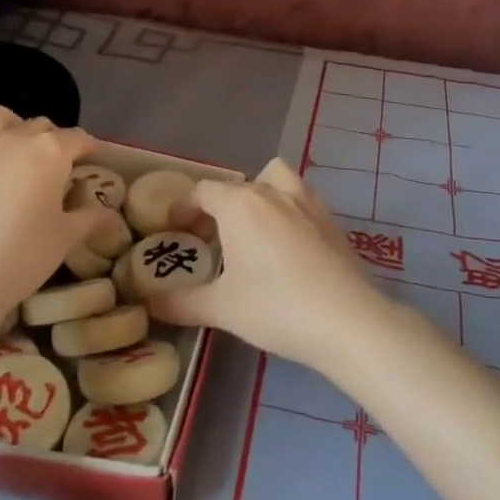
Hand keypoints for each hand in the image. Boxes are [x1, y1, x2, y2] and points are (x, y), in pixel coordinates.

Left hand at [0, 107, 113, 317]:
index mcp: (51, 151)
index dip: (91, 148)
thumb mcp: (64, 239)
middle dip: (53, 140)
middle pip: (41, 125)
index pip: (78, 138)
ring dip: (13, 126)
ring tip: (16, 150)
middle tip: (58, 167)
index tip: (96, 161)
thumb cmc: (19, 255)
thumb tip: (111, 216)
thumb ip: (89, 220)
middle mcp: (15, 137)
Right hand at [147, 159, 384, 373]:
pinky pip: (302, 199)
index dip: (184, 207)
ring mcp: (308, 203)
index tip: (175, 229)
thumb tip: (151, 304)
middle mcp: (274, 192)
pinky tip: (287, 245)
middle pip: (238, 185)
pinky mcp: (332, 221)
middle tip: (209, 240)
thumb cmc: (276, 307)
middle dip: (218, 207)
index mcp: (241, 205)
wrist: (348, 321)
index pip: (203, 191)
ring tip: (252, 229)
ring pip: (276, 179)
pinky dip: (288, 210)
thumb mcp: (221, 308)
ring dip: (259, 193)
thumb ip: (181, 303)